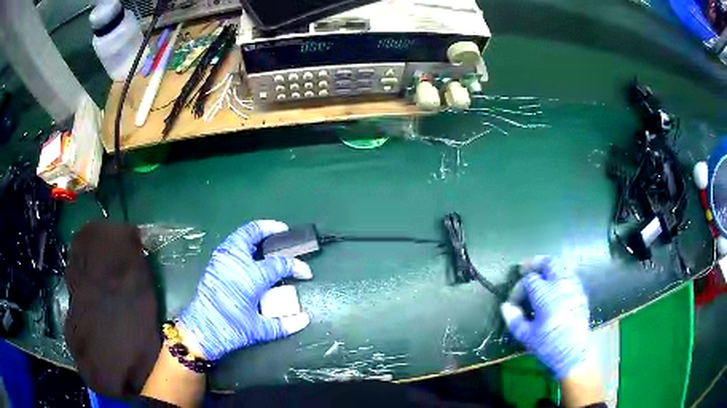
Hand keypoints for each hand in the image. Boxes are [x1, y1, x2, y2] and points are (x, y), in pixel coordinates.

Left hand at [178, 220, 311, 359]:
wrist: (201, 330)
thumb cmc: (231, 329)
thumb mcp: (259, 330)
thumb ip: (283, 324)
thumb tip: (304, 319)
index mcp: (250, 276)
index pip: (280, 264)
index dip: (296, 266)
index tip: (305, 273)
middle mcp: (236, 262)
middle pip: (253, 233)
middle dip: (269, 228)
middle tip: (283, 230)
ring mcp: (222, 260)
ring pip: (239, 236)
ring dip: (255, 233)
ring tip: (266, 238)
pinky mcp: (214, 265)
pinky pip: (230, 244)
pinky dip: (242, 242)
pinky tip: (249, 252)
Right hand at [500, 257, 589, 378]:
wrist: (574, 353)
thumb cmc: (548, 344)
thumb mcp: (526, 336)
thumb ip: (514, 319)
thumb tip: (506, 306)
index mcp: (545, 294)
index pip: (529, 280)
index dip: (518, 288)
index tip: (513, 302)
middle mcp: (560, 284)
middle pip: (549, 263)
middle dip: (535, 263)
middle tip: (525, 268)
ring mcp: (573, 287)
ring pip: (561, 266)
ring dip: (548, 267)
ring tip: (540, 274)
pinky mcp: (581, 293)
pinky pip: (570, 276)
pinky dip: (560, 274)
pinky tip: (555, 285)